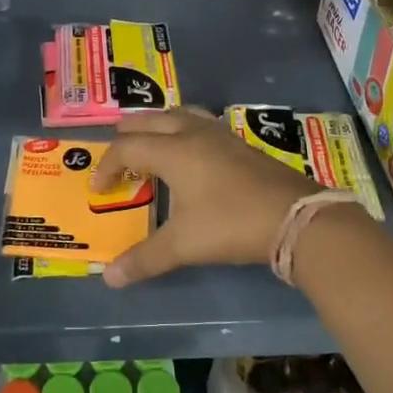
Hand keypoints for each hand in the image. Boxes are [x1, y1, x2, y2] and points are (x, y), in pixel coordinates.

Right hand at [89, 109, 317, 287]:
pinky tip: (189, 153)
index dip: (107, 166)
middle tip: (117, 158)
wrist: (294, 217)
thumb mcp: (184, 245)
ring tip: (148, 144)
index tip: (98, 190)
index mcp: (173, 150)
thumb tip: (109, 278)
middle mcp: (192, 133)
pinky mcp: (238, 143)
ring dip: (156, 125)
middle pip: (149, 120)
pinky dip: (181, 130)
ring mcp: (219, 134)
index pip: (127, 148)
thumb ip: (144, 259)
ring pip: (177, 114)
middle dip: (127, 136)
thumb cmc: (231, 225)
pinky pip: (199, 123)